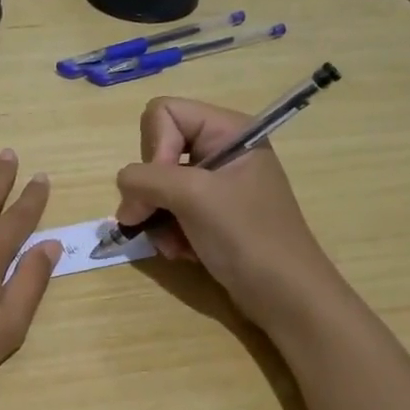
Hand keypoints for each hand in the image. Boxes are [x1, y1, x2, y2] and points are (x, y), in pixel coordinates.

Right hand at [114, 96, 339, 326]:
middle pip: (156, 149)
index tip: (167, 187)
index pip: (163, 113)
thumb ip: (145, 180)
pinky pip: (169, 210)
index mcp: (228, 130)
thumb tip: (124, 192)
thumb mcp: (193, 197)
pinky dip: (168, 232)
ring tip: (174, 243)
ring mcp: (215, 184)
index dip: (154, 147)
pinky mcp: (210, 214)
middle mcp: (220, 150)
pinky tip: (183, 252)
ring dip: (157, 217)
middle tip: (155, 219)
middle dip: (152, 190)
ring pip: (156, 185)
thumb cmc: (247, 236)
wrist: (285, 296)